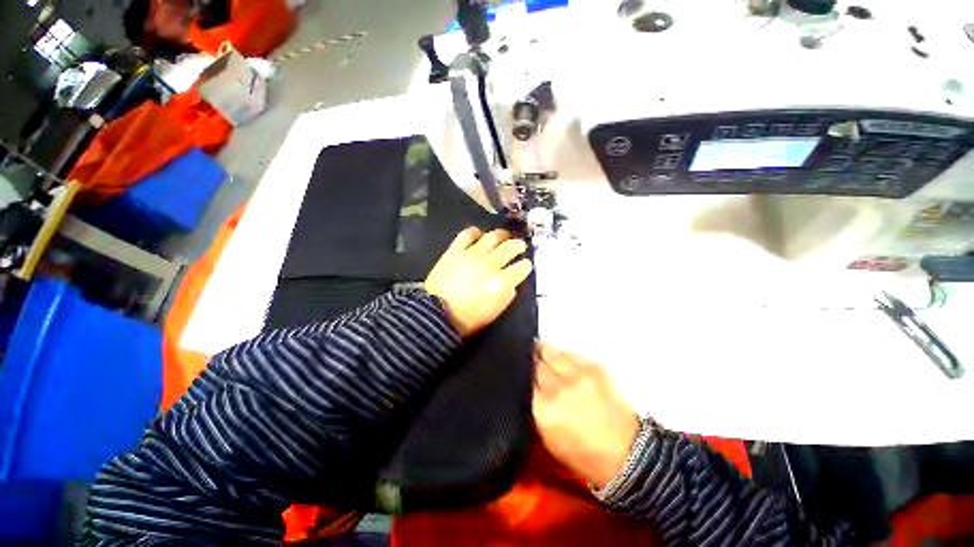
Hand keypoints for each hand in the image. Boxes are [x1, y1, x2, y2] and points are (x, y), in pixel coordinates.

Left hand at [425, 228, 532, 337]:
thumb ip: (507, 295)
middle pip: (510, 247)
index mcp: (502, 282)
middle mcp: (490, 264)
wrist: (437, 314)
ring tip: (504, 236)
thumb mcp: (495, 312)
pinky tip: (478, 234)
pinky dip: (475, 232)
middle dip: (518, 245)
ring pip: (492, 237)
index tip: (526, 264)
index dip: (526, 265)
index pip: (521, 267)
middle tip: (520, 246)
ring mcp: (472, 255)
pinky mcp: (455, 250)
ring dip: (501, 235)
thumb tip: (512, 283)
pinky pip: (467, 234)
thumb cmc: (468, 319)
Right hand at [533, 342, 640, 488]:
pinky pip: (569, 352)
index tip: (516, 368)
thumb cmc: (581, 453)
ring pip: (550, 352)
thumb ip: (533, 407)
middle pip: (535, 363)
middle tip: (525, 358)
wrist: (626, 454)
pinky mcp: (594, 367)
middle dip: (529, 360)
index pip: (523, 379)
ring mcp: (578, 375)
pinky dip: (560, 353)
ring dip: (542, 351)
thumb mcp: (546, 437)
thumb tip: (525, 382)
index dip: (519, 372)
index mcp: (544, 410)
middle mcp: (558, 388)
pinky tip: (558, 356)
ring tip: (537, 349)